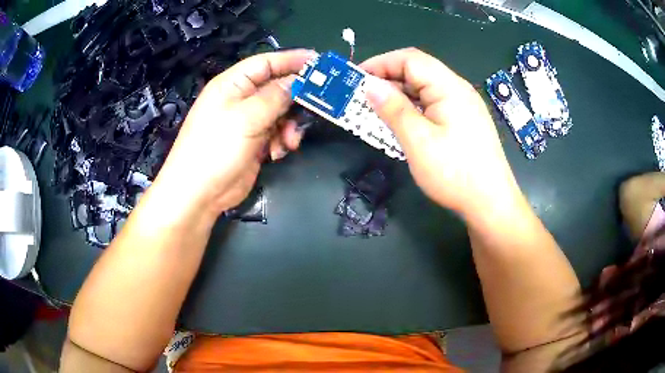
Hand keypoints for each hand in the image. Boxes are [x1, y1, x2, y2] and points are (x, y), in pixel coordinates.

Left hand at [152, 50, 313, 217]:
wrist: (199, 194)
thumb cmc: (216, 148)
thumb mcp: (247, 117)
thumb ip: (276, 96)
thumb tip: (298, 81)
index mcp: (233, 84)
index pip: (266, 63)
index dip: (292, 60)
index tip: (319, 63)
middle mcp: (240, 99)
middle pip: (277, 88)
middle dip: (295, 98)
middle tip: (319, 104)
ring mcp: (247, 122)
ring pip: (280, 112)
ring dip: (290, 125)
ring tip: (290, 140)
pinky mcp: (253, 142)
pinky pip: (276, 133)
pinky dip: (281, 140)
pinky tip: (278, 152)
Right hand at [361, 48, 522, 218]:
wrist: (490, 204)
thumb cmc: (455, 173)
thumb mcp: (419, 141)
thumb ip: (394, 109)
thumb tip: (369, 85)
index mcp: (449, 87)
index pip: (410, 59)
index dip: (380, 63)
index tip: (356, 78)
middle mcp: (457, 90)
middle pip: (418, 71)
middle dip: (387, 79)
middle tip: (362, 97)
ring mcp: (462, 106)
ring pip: (424, 89)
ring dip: (399, 95)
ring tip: (376, 110)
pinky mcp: (463, 121)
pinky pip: (432, 104)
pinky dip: (413, 108)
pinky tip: (401, 123)